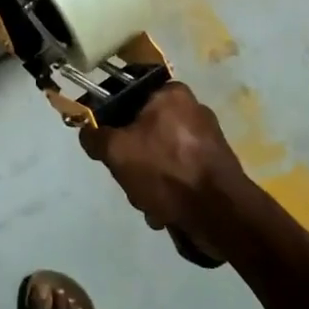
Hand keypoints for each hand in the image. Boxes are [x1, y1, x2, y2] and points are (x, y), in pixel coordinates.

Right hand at [79, 83, 249, 234]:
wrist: (221, 215)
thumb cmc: (167, 171)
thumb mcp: (117, 151)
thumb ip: (96, 137)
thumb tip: (87, 131)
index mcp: (171, 94)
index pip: (129, 96)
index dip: (112, 120)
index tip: (107, 143)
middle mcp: (192, 109)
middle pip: (142, 131)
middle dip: (132, 161)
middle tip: (129, 177)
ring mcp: (206, 139)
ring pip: (159, 156)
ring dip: (148, 181)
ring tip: (149, 202)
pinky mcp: (215, 167)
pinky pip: (178, 173)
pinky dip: (169, 190)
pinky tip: (165, 210)